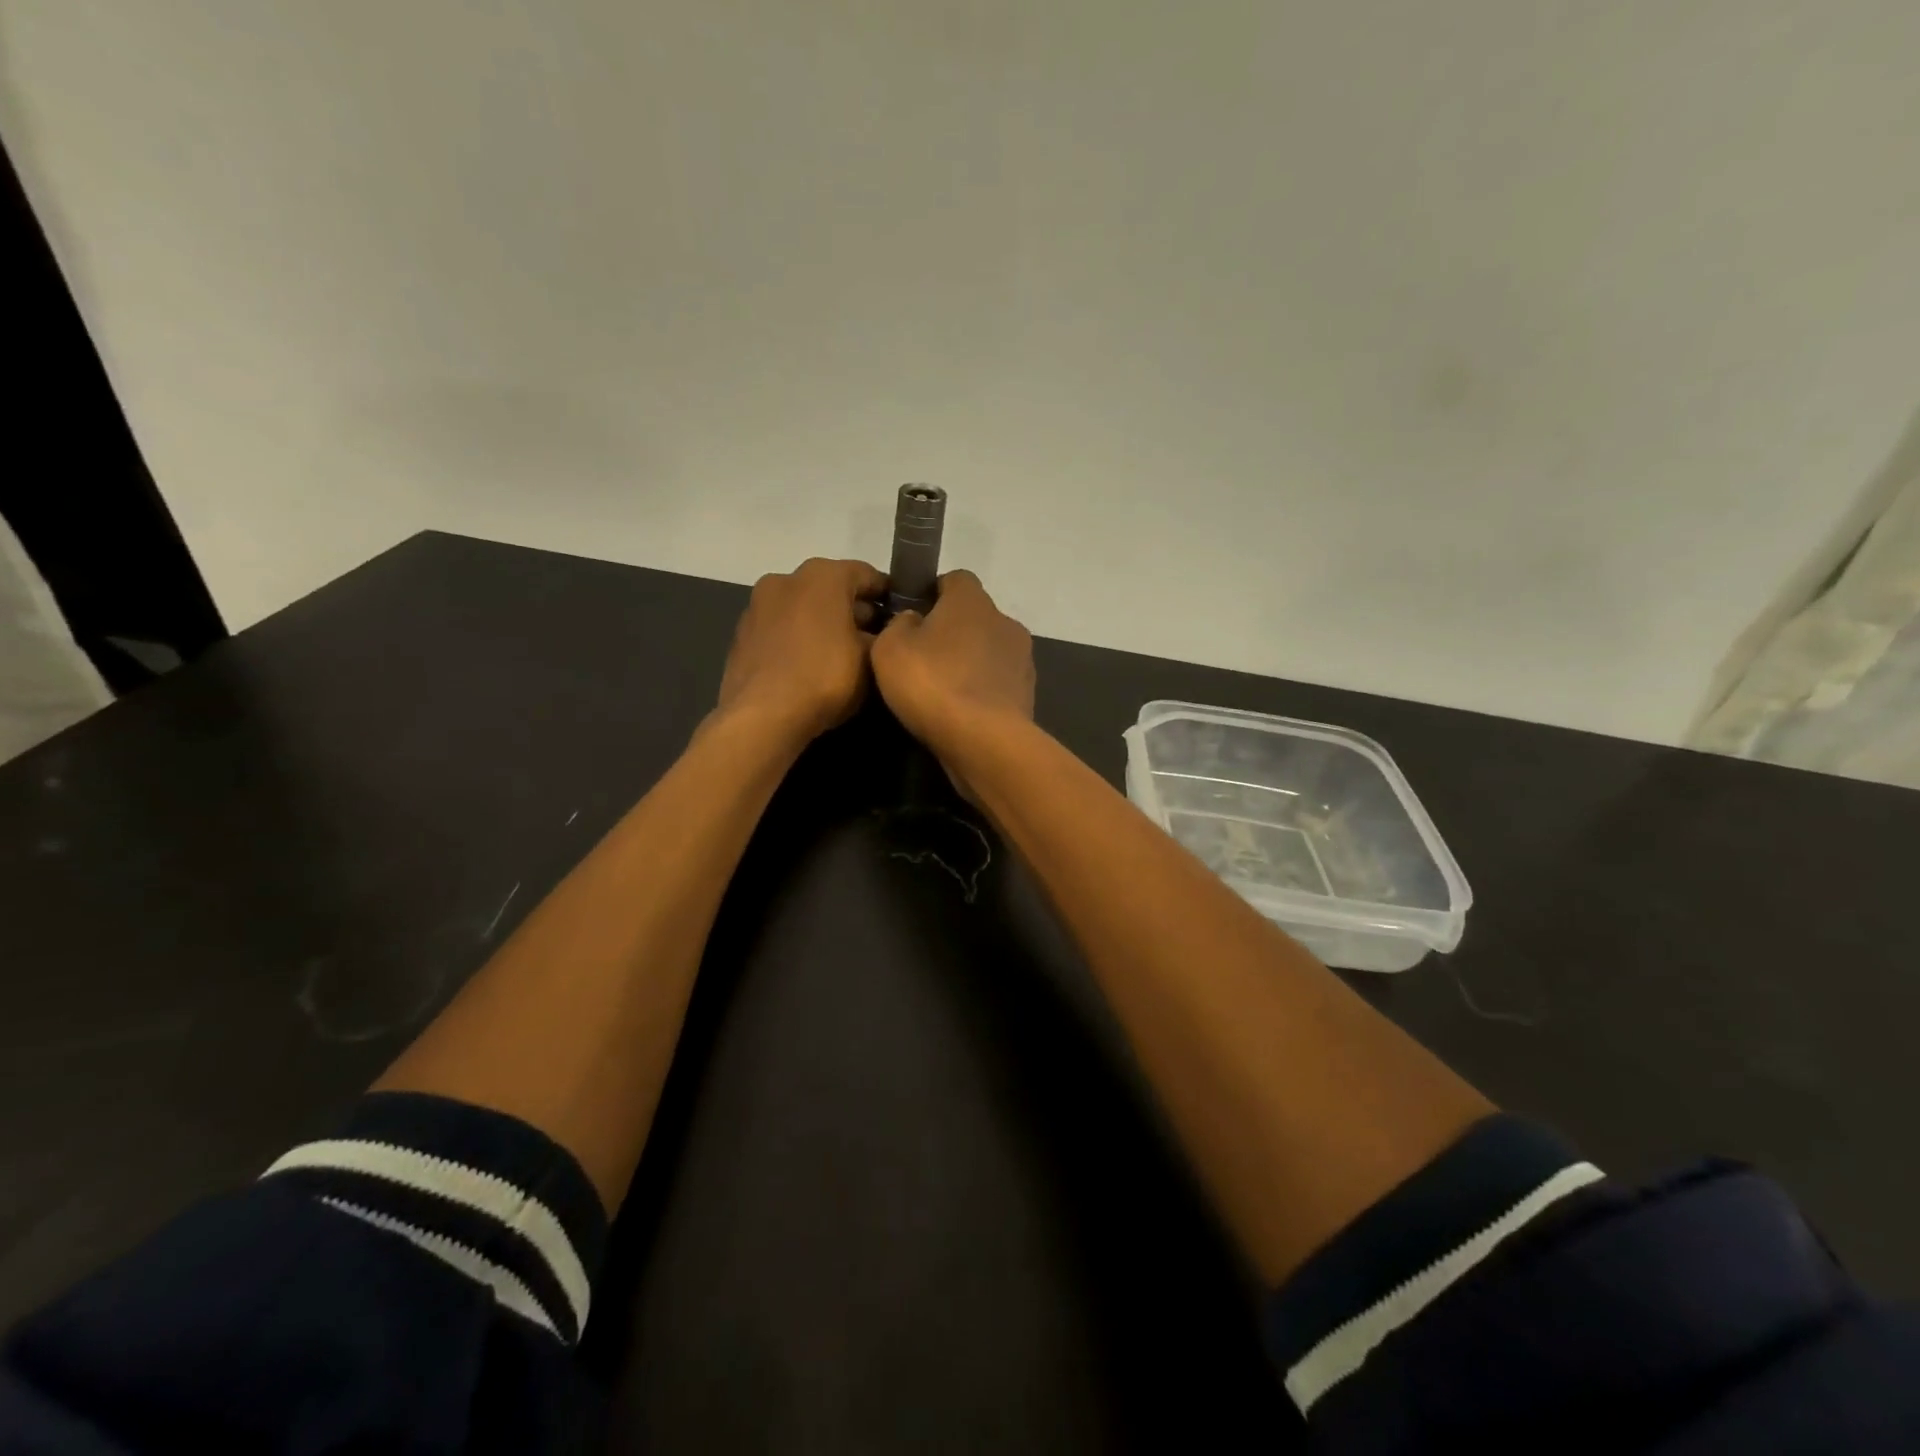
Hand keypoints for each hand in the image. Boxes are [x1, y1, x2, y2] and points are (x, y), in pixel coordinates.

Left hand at [716, 558, 885, 744]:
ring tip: (841, 652)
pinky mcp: (742, 633)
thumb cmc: (825, 677)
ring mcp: (758, 605)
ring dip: (822, 622)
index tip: (900, 613)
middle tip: (873, 636)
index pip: (866, 574)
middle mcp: (786, 579)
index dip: (886, 593)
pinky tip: (810, 663)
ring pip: (802, 607)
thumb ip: (881, 638)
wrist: (762, 715)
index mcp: (823, 575)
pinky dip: (798, 637)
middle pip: (830, 588)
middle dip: (852, 609)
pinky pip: (781, 628)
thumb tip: (881, 634)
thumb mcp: (871, 660)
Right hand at [871, 570, 1034, 762]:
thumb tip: (913, 620)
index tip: (912, 617)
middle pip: (973, 617)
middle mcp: (1004, 621)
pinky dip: (980, 691)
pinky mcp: (1026, 693)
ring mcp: (1021, 659)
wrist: (984, 741)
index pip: (955, 579)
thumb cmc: (933, 684)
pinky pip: (996, 683)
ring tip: (940, 691)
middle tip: (921, 658)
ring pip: (988, 651)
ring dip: (968, 663)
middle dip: (951, 632)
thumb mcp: (890, 648)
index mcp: (972, 600)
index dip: (932, 593)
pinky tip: (959, 712)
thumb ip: (898, 625)